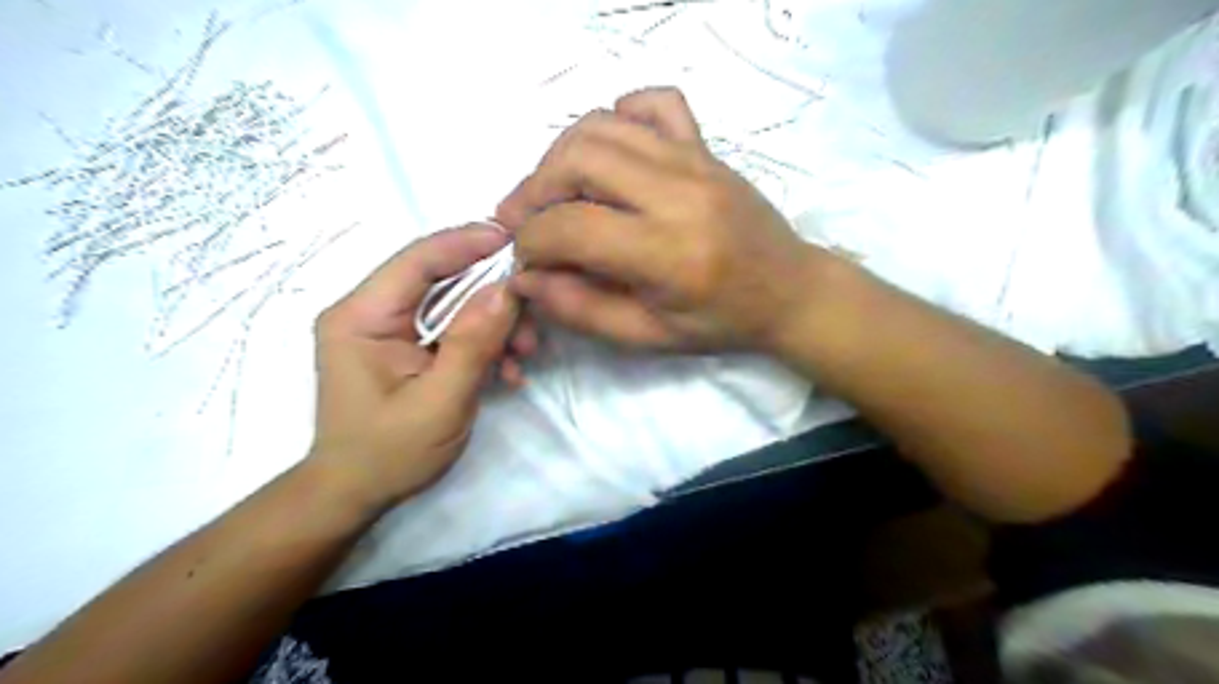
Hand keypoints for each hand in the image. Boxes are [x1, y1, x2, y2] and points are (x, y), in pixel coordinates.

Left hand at [306, 225, 522, 513]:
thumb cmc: (390, 453)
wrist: (357, 494)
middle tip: (531, 319)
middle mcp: (370, 312)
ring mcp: (388, 330)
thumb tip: (506, 289)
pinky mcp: (406, 347)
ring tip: (523, 355)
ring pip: (453, 305)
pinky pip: (452, 329)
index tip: (515, 238)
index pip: (416, 260)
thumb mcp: (440, 401)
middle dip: (492, 297)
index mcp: (361, 317)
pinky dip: (483, 344)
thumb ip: (473, 343)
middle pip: (440, 280)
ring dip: (494, 325)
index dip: (466, 243)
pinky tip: (507, 370)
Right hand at [494, 87, 838, 352]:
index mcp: (667, 253)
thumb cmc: (721, 323)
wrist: (790, 291)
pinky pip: (655, 104)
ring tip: (554, 190)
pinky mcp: (706, 147)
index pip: (569, 227)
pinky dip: (619, 116)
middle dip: (534, 190)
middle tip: (524, 220)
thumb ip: (582, 309)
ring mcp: (695, 161)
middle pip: (577, 159)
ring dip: (561, 155)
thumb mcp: (648, 336)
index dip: (531, 243)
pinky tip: (611, 152)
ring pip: (603, 125)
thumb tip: (526, 277)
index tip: (527, 259)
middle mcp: (679, 193)